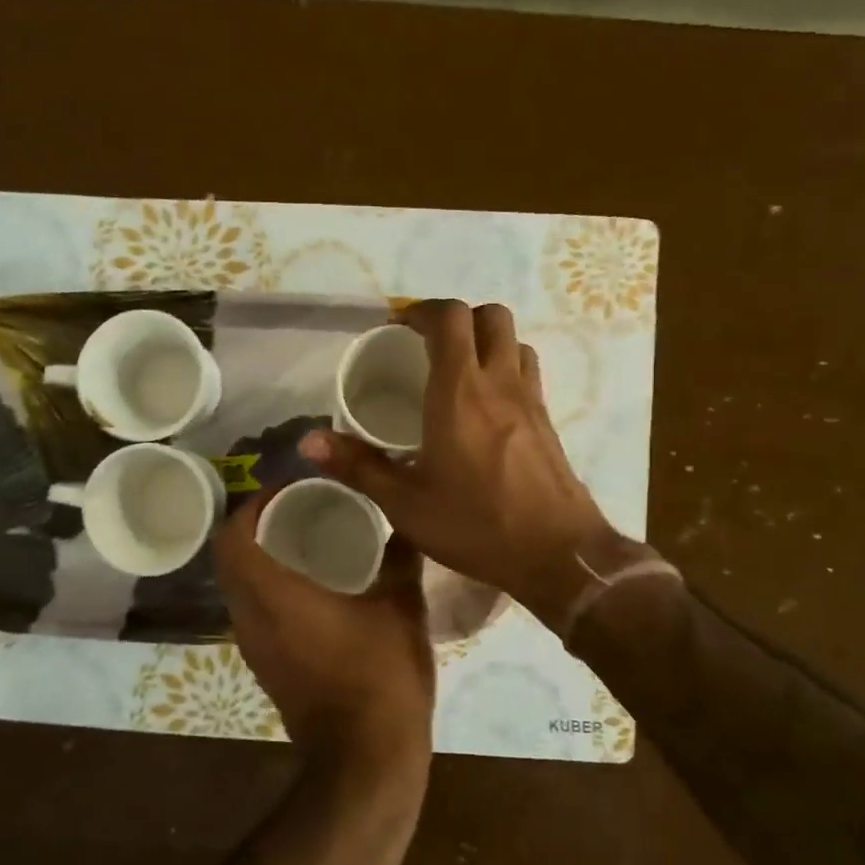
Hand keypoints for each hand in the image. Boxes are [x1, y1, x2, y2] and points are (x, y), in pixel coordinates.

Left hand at [215, 492, 435, 776]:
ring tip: (306, 540)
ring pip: (239, 588)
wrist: (365, 762)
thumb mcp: (401, 608)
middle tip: (298, 509)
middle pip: (230, 559)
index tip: (286, 490)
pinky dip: (269, 589)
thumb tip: (407, 521)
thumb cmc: (380, 677)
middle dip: (256, 527)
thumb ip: (401, 559)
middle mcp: (251, 618)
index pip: (234, 536)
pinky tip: (312, 588)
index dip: (251, 505)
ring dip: (261, 559)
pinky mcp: (266, 668)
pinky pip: (254, 613)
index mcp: (274, 595)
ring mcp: (254, 648)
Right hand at [301, 299, 637, 629]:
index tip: (398, 328)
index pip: (449, 318)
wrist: (557, 554)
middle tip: (428, 345)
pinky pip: (528, 371)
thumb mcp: (405, 503)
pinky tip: (486, 406)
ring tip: (459, 370)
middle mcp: (499, 382)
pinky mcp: (549, 420)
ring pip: (514, 340)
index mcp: (459, 392)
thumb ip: (358, 466)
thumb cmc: (475, 525)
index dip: (422, 311)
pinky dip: (505, 367)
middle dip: (457, 318)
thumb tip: (308, 442)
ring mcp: (530, 399)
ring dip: (486, 340)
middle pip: (490, 315)